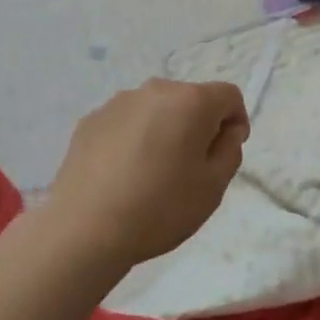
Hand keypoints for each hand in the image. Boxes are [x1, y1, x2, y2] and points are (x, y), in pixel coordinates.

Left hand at [46, 79, 248, 268]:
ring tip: (153, 172)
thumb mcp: (214, 186)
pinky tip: (123, 174)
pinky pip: (126, 123)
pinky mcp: (90, 121)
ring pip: (156, 110)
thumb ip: (230, 150)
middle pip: (190, 99)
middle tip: (191, 167)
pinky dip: (133, 139)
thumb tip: (225, 131)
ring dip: (164, 130)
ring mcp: (117, 103)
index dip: (235, 122)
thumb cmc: (160, 208)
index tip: (226, 153)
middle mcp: (155, 90)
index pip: (228, 96)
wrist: (84, 229)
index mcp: (191, 101)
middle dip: (198, 125)